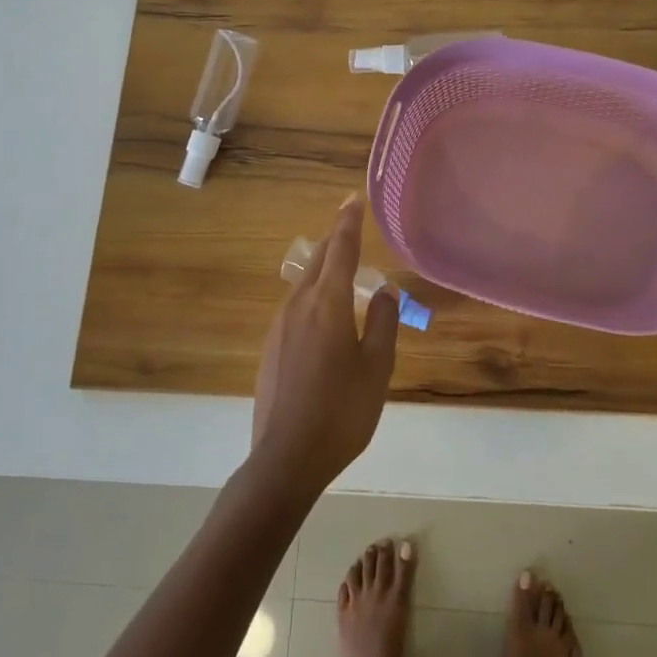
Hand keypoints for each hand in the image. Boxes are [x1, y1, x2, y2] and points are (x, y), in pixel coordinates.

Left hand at [250, 195, 399, 497]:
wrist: (286, 458)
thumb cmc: (342, 411)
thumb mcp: (377, 367)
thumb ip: (384, 322)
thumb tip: (385, 290)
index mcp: (328, 305)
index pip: (340, 249)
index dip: (348, 222)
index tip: (352, 198)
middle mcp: (298, 306)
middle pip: (318, 261)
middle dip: (335, 241)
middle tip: (351, 229)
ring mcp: (279, 327)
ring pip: (304, 284)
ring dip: (323, 270)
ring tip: (342, 273)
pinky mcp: (270, 348)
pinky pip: (295, 307)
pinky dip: (313, 297)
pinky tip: (324, 319)